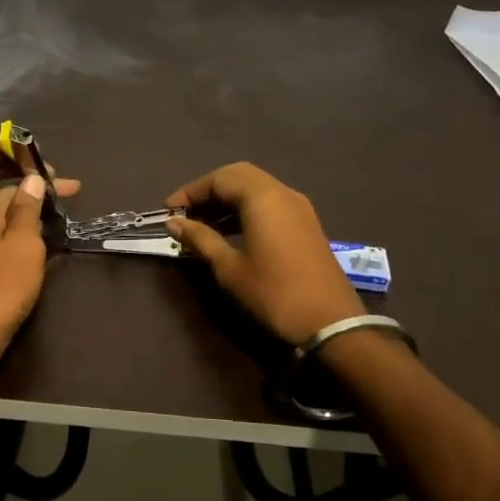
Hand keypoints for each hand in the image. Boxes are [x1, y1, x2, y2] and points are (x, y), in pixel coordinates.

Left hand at [0, 139, 79, 379]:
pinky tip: (53, 237)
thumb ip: (27, 209)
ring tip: (68, 209)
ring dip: (32, 202)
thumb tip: (31, 179)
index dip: (0, 145)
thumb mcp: (22, 246)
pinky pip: (3, 229)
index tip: (33, 151)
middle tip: (67, 185)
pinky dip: (26, 225)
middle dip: (29, 175)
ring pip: (2, 206)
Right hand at [165, 163, 360, 345]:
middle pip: (238, 176)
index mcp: (262, 197)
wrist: (330, 324)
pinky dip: (246, 209)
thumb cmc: (273, 293)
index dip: (190, 192)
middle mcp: (282, 192)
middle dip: (209, 191)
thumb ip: (200, 239)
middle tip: (186, 213)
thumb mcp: (229, 268)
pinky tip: (230, 233)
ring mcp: (298, 207)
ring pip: (256, 188)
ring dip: (228, 200)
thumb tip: (174, 223)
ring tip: (202, 225)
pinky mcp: (306, 223)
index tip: (169, 212)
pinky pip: (270, 203)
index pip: (219, 179)